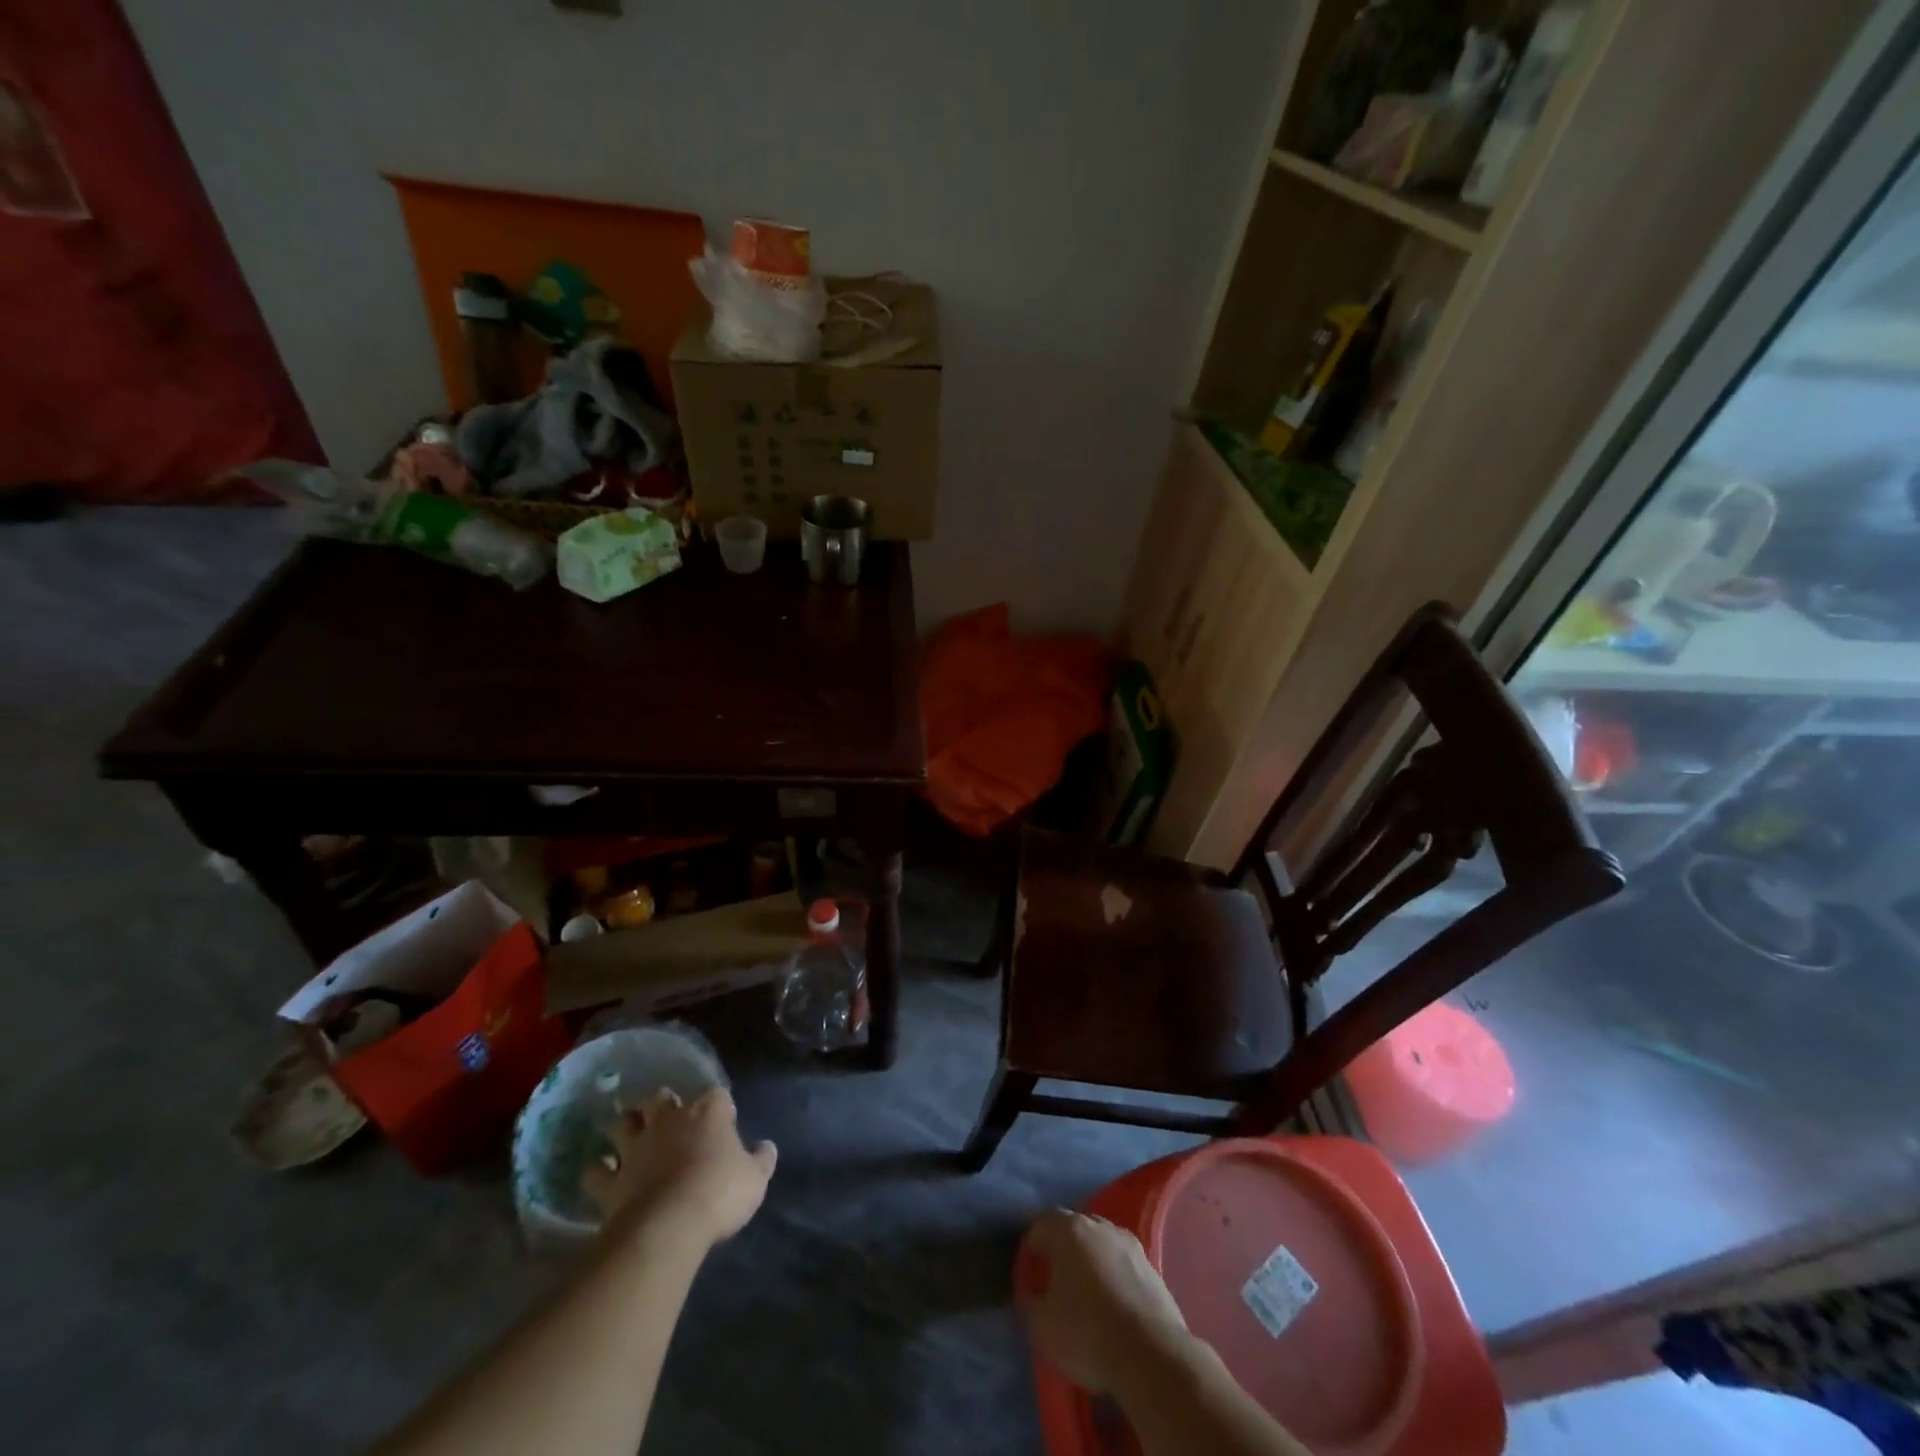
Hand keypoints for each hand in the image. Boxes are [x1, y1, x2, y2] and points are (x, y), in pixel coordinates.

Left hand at [583, 1087, 776, 1249]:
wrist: (669, 1226)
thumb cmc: (719, 1194)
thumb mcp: (755, 1179)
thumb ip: (761, 1160)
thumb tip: (767, 1147)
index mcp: (708, 1114)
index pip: (717, 1096)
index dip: (720, 1107)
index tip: (725, 1120)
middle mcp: (669, 1121)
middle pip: (660, 1097)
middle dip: (662, 1104)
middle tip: (668, 1118)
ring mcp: (636, 1148)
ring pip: (623, 1122)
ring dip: (626, 1127)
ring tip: (630, 1137)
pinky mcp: (611, 1181)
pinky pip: (596, 1171)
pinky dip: (598, 1171)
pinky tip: (604, 1176)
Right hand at [1016, 1210, 1193, 1394]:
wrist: (1152, 1356)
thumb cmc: (1087, 1333)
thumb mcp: (1042, 1325)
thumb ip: (1030, 1300)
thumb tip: (1032, 1292)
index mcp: (1070, 1230)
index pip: (1043, 1223)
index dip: (1033, 1246)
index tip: (1030, 1272)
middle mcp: (1101, 1227)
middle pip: (1075, 1228)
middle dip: (1064, 1249)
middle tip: (1057, 1280)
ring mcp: (1131, 1246)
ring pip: (1103, 1244)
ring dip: (1093, 1262)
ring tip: (1087, 1294)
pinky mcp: (1154, 1270)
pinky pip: (1124, 1265)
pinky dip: (1115, 1278)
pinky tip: (1113, 1306)